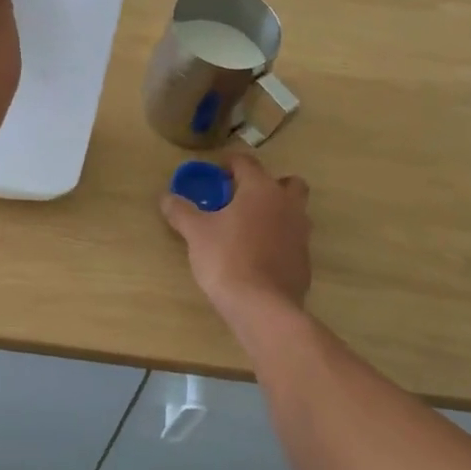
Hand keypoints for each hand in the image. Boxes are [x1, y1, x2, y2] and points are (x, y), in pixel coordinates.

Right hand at [160, 151, 311, 324]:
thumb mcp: (195, 233)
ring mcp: (301, 233)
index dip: (230, 162)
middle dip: (267, 184)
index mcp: (261, 189)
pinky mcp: (305, 260)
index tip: (216, 171)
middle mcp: (287, 205)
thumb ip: (181, 211)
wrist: (262, 307)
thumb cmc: (227, 258)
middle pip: (287, 182)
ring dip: (276, 212)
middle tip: (242, 198)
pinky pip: (293, 240)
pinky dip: (279, 240)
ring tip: (248, 228)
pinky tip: (258, 256)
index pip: (247, 162)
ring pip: (294, 211)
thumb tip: (166, 197)